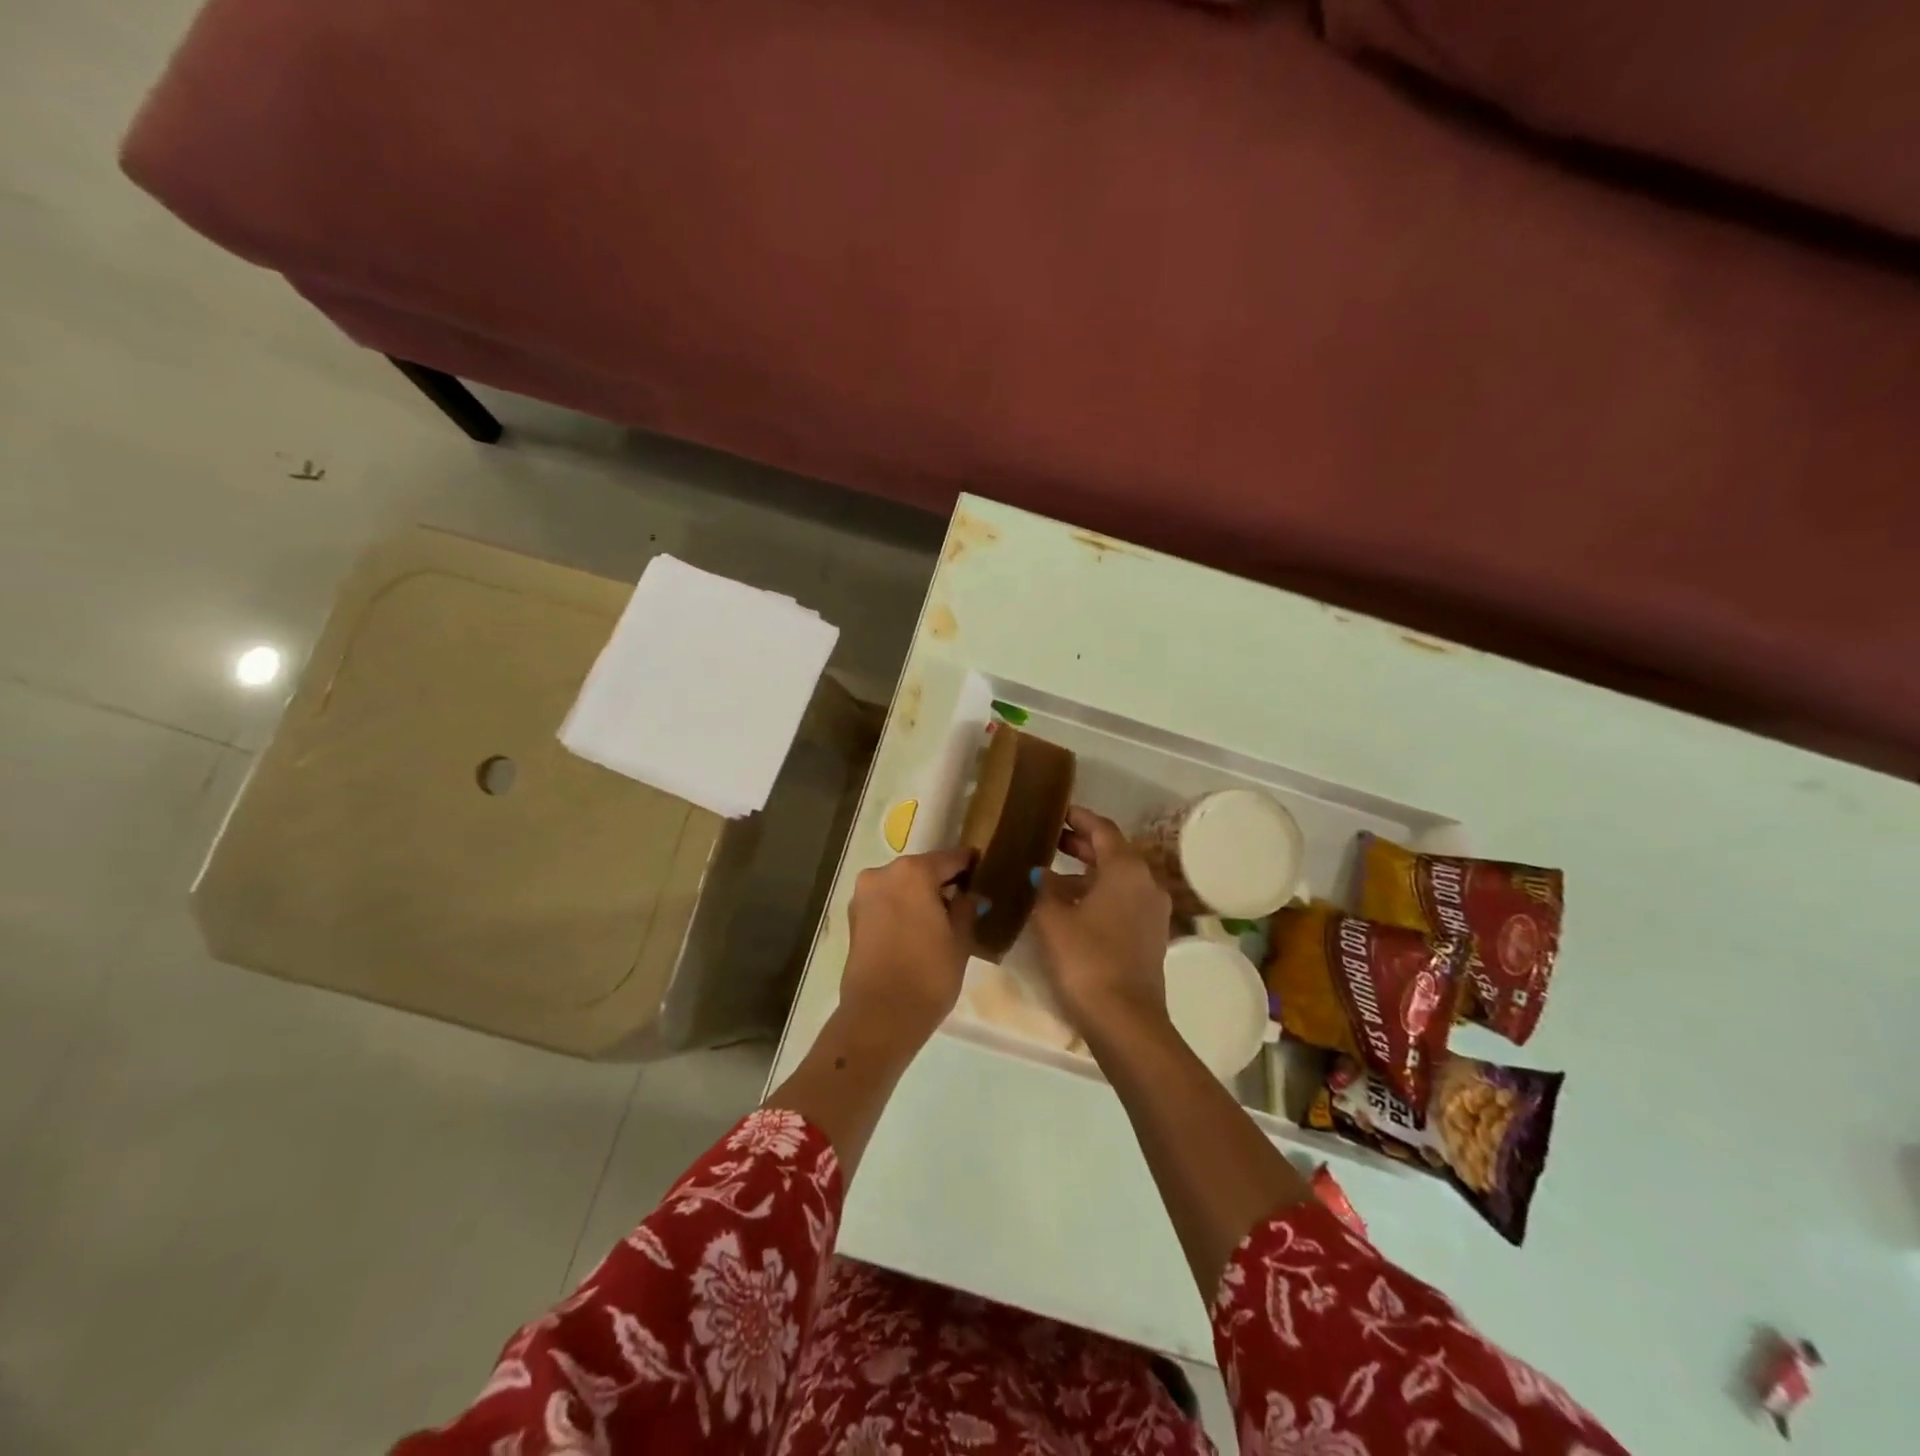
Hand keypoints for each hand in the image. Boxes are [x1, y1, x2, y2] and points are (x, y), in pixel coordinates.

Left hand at [840, 847, 979, 1046]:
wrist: (880, 1017)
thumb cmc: (928, 974)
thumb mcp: (960, 940)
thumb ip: (966, 908)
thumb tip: (969, 896)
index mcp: (913, 871)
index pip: (951, 859)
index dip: (970, 865)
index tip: (985, 871)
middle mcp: (883, 873)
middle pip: (922, 870)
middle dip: (942, 882)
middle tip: (965, 900)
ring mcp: (863, 895)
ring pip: (901, 886)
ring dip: (920, 896)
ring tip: (941, 919)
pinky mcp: (853, 918)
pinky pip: (886, 903)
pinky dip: (902, 909)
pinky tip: (918, 930)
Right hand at [1030, 807, 1172, 1035]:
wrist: (1125, 1019)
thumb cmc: (1086, 959)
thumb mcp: (1053, 919)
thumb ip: (1044, 888)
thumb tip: (1040, 872)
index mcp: (1126, 868)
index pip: (1102, 829)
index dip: (1078, 818)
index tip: (1057, 812)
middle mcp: (1146, 882)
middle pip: (1113, 852)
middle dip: (1081, 844)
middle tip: (1050, 839)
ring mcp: (1152, 911)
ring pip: (1118, 878)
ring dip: (1088, 872)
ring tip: (1053, 873)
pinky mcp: (1150, 935)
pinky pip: (1123, 900)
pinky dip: (1099, 894)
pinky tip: (1072, 906)